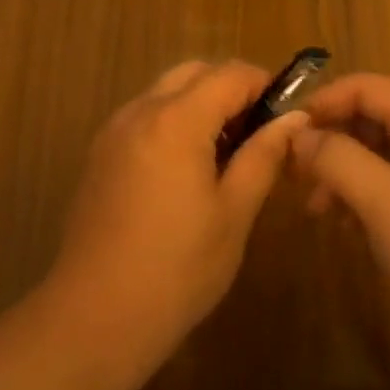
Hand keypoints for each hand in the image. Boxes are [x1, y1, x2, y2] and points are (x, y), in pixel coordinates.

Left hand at [51, 61, 305, 358]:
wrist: (95, 316)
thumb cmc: (177, 269)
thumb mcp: (233, 213)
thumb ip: (263, 156)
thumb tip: (293, 118)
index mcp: (176, 120)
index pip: (230, 74)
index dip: (264, 85)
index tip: (287, 115)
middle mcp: (140, 111)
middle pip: (194, 73)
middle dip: (230, 89)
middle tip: (258, 134)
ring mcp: (114, 131)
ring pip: (166, 91)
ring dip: (200, 104)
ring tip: (225, 154)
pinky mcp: (100, 153)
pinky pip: (144, 116)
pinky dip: (173, 121)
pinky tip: (186, 169)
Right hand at [293, 73, 389, 346]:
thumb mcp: (383, 200)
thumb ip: (336, 158)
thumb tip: (297, 135)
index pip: (365, 87)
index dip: (323, 102)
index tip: (286, 132)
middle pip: (367, 116)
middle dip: (329, 140)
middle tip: (294, 173)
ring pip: (372, 150)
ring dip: (339, 170)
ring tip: (315, 207)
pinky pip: (383, 179)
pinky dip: (357, 193)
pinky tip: (343, 224)